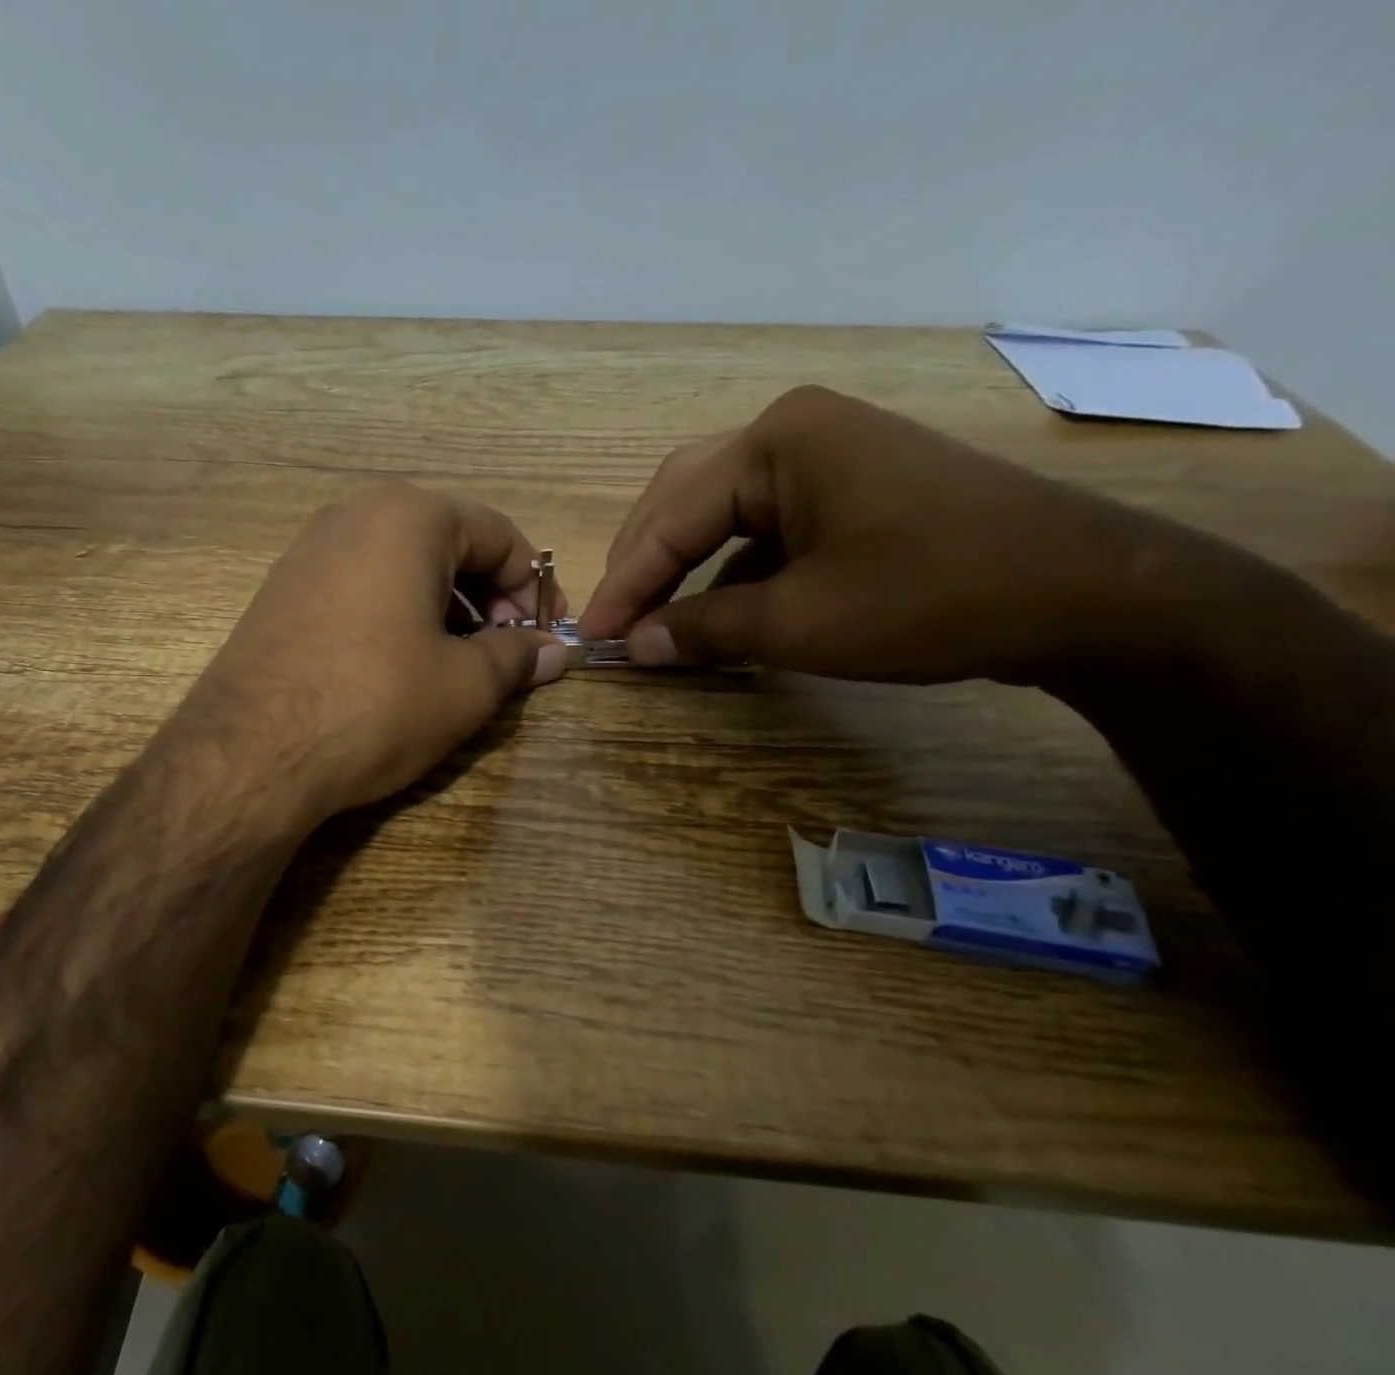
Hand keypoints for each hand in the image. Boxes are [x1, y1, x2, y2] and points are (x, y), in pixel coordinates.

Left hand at [176, 484, 566, 823]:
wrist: (251, 752)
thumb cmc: (377, 703)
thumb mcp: (466, 685)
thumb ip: (518, 657)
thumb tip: (555, 651)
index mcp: (409, 516)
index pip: (499, 534)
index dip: (534, 586)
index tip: (548, 634)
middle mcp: (354, 514)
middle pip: (448, 544)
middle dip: (489, 597)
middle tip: (506, 652)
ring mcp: (309, 550)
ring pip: (401, 566)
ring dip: (445, 608)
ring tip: (459, 664)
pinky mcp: (281, 590)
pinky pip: (360, 586)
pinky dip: (396, 615)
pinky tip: (401, 666)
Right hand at [579, 385, 1217, 684]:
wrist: (1084, 593)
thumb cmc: (929, 598)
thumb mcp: (799, 624)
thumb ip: (703, 629)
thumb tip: (636, 646)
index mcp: (776, 440)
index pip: (670, 517)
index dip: (624, 583)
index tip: (589, 635)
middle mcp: (794, 428)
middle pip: (685, 497)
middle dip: (645, 563)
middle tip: (613, 621)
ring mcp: (829, 452)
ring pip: (722, 509)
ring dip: (684, 564)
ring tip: (652, 616)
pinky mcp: (852, 484)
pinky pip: (765, 523)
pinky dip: (731, 567)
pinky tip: (718, 606)